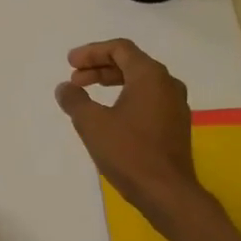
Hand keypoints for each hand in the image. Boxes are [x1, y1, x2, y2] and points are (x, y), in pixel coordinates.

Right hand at [54, 40, 203, 226]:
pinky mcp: (175, 126)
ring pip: (140, 83)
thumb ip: (75, 100)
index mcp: (150, 76)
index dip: (92, 52)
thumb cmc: (128, 152)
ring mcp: (176, 106)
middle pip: (131, 63)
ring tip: (88, 96)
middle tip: (75, 79)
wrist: (166, 192)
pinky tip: (110, 116)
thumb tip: (65, 88)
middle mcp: (168, 84)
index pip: (120, 49)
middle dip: (99, 68)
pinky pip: (148, 100)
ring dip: (112, 84)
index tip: (70, 63)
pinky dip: (126, 99)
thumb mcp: (92, 124)